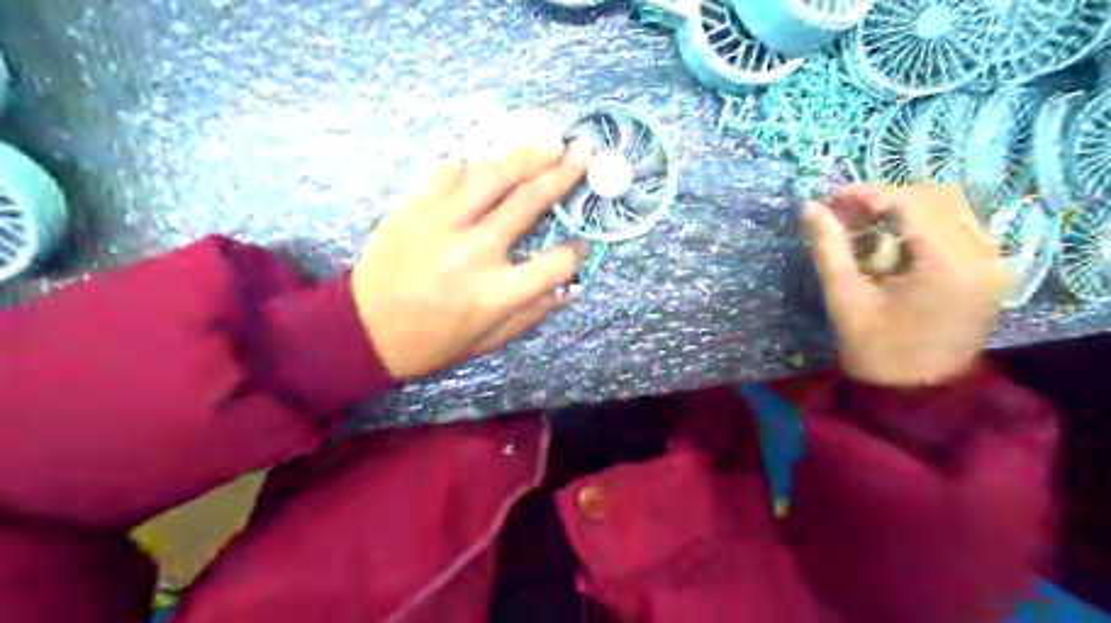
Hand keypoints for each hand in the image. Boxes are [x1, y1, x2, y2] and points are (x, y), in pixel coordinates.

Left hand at [350, 143, 595, 376]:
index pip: (555, 263)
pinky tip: (489, 163)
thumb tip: (572, 287)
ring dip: (526, 155)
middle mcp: (475, 251)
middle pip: (529, 202)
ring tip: (550, 142)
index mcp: (497, 292)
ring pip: (492, 176)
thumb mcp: (489, 340)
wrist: (365, 329)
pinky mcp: (415, 207)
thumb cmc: (433, 342)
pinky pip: (449, 172)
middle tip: (583, 153)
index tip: (583, 243)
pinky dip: (474, 164)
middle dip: (563, 175)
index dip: (576, 251)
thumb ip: (533, 312)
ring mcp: (442, 223)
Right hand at [804, 184, 1003, 386]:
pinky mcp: (990, 271)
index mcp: (948, 265)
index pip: (911, 203)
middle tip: (845, 213)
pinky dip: (923, 224)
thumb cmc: (875, 350)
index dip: (867, 194)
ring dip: (905, 209)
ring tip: (866, 225)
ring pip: (950, 208)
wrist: (915, 393)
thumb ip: (828, 248)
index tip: (830, 200)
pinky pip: (959, 227)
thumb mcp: (844, 299)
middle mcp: (983, 255)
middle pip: (935, 198)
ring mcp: (993, 263)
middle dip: (885, 199)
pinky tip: (894, 241)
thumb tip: (808, 207)